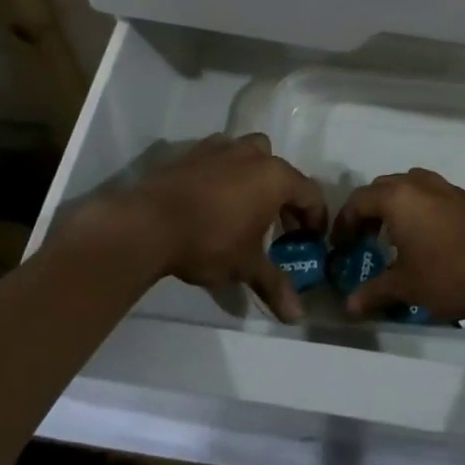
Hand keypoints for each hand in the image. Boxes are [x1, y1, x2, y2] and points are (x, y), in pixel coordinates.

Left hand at [109, 133, 326, 322]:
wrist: (148, 223)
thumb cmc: (209, 242)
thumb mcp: (246, 266)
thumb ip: (274, 285)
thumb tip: (297, 316)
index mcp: (275, 177)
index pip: (310, 194)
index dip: (315, 218)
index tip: (311, 240)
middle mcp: (253, 155)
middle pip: (282, 172)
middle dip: (285, 197)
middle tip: (279, 227)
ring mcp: (222, 148)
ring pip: (251, 155)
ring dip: (256, 176)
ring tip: (245, 206)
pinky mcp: (193, 152)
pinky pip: (221, 157)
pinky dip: (225, 172)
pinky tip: (213, 197)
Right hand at [333, 168, 464, 322]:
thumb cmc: (447, 276)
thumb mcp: (406, 287)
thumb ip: (374, 292)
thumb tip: (349, 307)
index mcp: (398, 198)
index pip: (359, 200)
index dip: (345, 221)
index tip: (340, 244)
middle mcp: (420, 184)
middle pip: (384, 187)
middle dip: (369, 209)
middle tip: (364, 237)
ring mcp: (448, 188)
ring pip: (412, 185)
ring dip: (397, 203)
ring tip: (395, 233)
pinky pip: (434, 194)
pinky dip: (422, 207)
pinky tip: (428, 236)